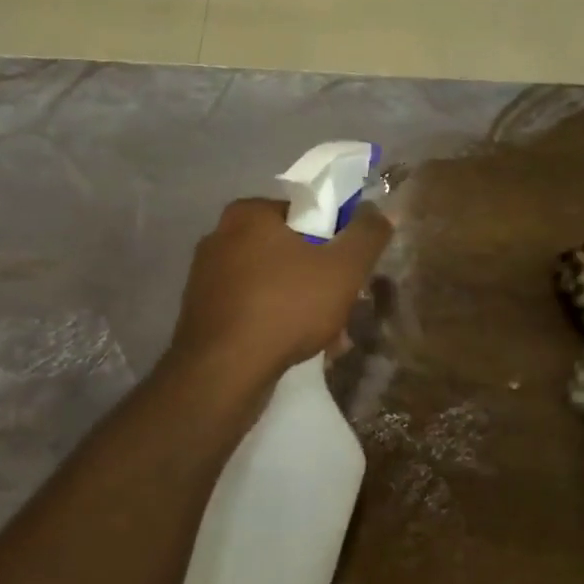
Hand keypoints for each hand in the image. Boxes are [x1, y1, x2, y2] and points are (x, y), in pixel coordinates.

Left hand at [167, 198, 391, 396]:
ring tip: (328, 339)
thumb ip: (367, 235)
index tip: (350, 271)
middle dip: (320, 280)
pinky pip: (251, 308)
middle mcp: (220, 236)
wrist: (222, 373)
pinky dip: (275, 323)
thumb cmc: (285, 307)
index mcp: (248, 214)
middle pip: (288, 250)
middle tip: (343, 309)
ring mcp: (206, 276)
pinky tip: (297, 350)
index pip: (304, 213)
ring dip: (302, 306)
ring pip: (272, 283)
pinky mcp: (202, 312)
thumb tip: (381, 210)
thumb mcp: (342, 268)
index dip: (334, 240)